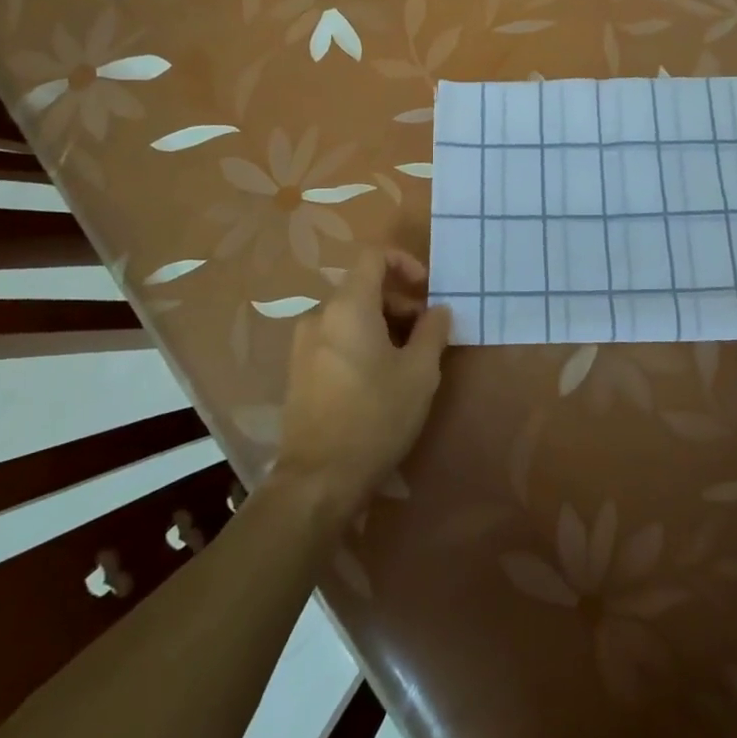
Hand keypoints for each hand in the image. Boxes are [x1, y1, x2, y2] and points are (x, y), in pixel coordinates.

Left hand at [272, 247, 450, 527]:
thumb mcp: (420, 373)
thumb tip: (438, 310)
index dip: (405, 262)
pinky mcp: (298, 372)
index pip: (374, 256)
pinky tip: (378, 378)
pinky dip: (361, 343)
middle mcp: (320, 316)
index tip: (427, 289)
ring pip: (350, 316)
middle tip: (427, 334)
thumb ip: (433, 331)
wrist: (317, 481)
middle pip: (363, 287)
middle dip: (399, 301)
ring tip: (407, 360)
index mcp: (348, 306)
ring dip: (383, 324)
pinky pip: (335, 339)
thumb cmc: (375, 417)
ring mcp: (303, 345)